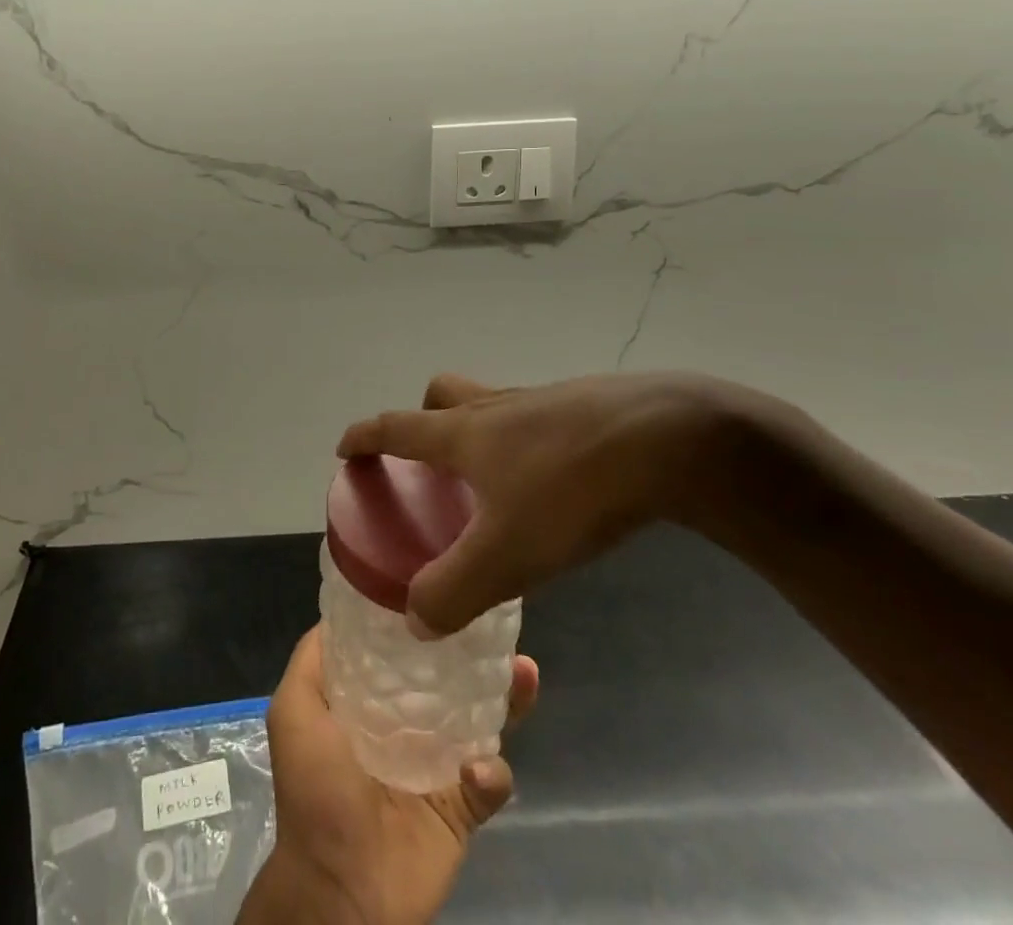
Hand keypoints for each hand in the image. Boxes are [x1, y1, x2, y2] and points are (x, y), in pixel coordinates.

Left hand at [238, 625, 538, 924]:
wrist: (340, 889)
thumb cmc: (314, 789)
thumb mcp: (295, 709)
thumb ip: (312, 659)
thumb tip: (341, 612)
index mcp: (369, 700)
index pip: (401, 650)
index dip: (420, 618)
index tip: (444, 582)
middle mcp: (406, 724)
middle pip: (447, 678)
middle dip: (474, 651)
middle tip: (496, 623)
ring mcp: (437, 765)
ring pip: (480, 721)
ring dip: (506, 697)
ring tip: (525, 670)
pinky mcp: (461, 808)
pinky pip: (489, 781)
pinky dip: (490, 773)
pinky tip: (480, 767)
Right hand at [338, 371, 786, 634]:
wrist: (667, 441)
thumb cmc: (570, 489)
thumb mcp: (508, 554)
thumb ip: (454, 589)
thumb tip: (415, 618)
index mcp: (464, 432)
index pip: (396, 426)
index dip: (365, 436)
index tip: (345, 447)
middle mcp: (496, 408)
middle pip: (444, 394)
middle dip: (424, 419)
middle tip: (429, 462)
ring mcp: (543, 403)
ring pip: (492, 405)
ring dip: (479, 431)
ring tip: (493, 484)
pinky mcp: (586, 410)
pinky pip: (537, 419)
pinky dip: (527, 444)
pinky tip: (554, 486)